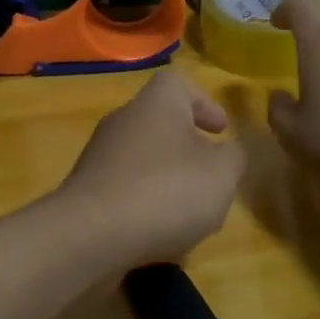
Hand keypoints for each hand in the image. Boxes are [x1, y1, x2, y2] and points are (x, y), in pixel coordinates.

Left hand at [57, 69, 246, 271]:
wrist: (90, 236)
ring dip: (167, 179)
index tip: (220, 130)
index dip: (202, 102)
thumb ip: (233, 157)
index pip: (177, 83)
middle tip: (210, 175)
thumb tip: (227, 153)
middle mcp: (123, 121)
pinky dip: (143, 204)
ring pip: (142, 159)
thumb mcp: (222, 173)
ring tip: (188, 213)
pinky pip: (124, 189)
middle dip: (187, 147)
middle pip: (159, 122)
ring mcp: (99, 157)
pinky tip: (157, 233)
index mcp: (156, 104)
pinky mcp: (86, 192)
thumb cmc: (165, 191)